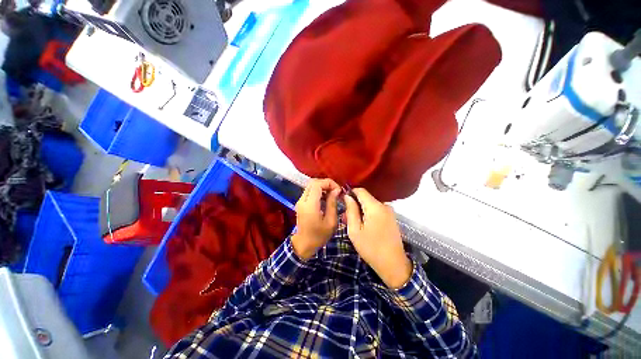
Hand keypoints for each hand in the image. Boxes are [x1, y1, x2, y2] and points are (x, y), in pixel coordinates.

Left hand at [291, 179, 340, 259]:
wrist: (304, 245)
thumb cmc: (319, 236)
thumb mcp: (331, 221)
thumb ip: (332, 203)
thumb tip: (336, 190)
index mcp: (310, 205)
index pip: (317, 184)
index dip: (329, 183)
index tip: (338, 190)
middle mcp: (302, 200)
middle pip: (313, 182)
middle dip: (326, 183)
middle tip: (336, 191)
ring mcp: (300, 201)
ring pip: (311, 186)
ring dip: (322, 186)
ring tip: (332, 194)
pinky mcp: (300, 203)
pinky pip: (309, 191)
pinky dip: (318, 191)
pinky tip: (325, 198)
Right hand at [344, 188, 411, 288]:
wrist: (393, 264)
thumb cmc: (370, 248)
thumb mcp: (354, 230)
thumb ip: (351, 210)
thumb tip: (347, 196)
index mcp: (375, 207)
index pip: (360, 190)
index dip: (350, 193)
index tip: (342, 200)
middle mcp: (384, 205)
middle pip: (365, 198)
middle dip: (354, 204)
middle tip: (345, 217)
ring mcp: (389, 211)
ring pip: (370, 204)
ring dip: (361, 210)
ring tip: (353, 224)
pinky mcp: (391, 217)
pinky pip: (376, 210)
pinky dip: (368, 214)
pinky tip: (363, 225)